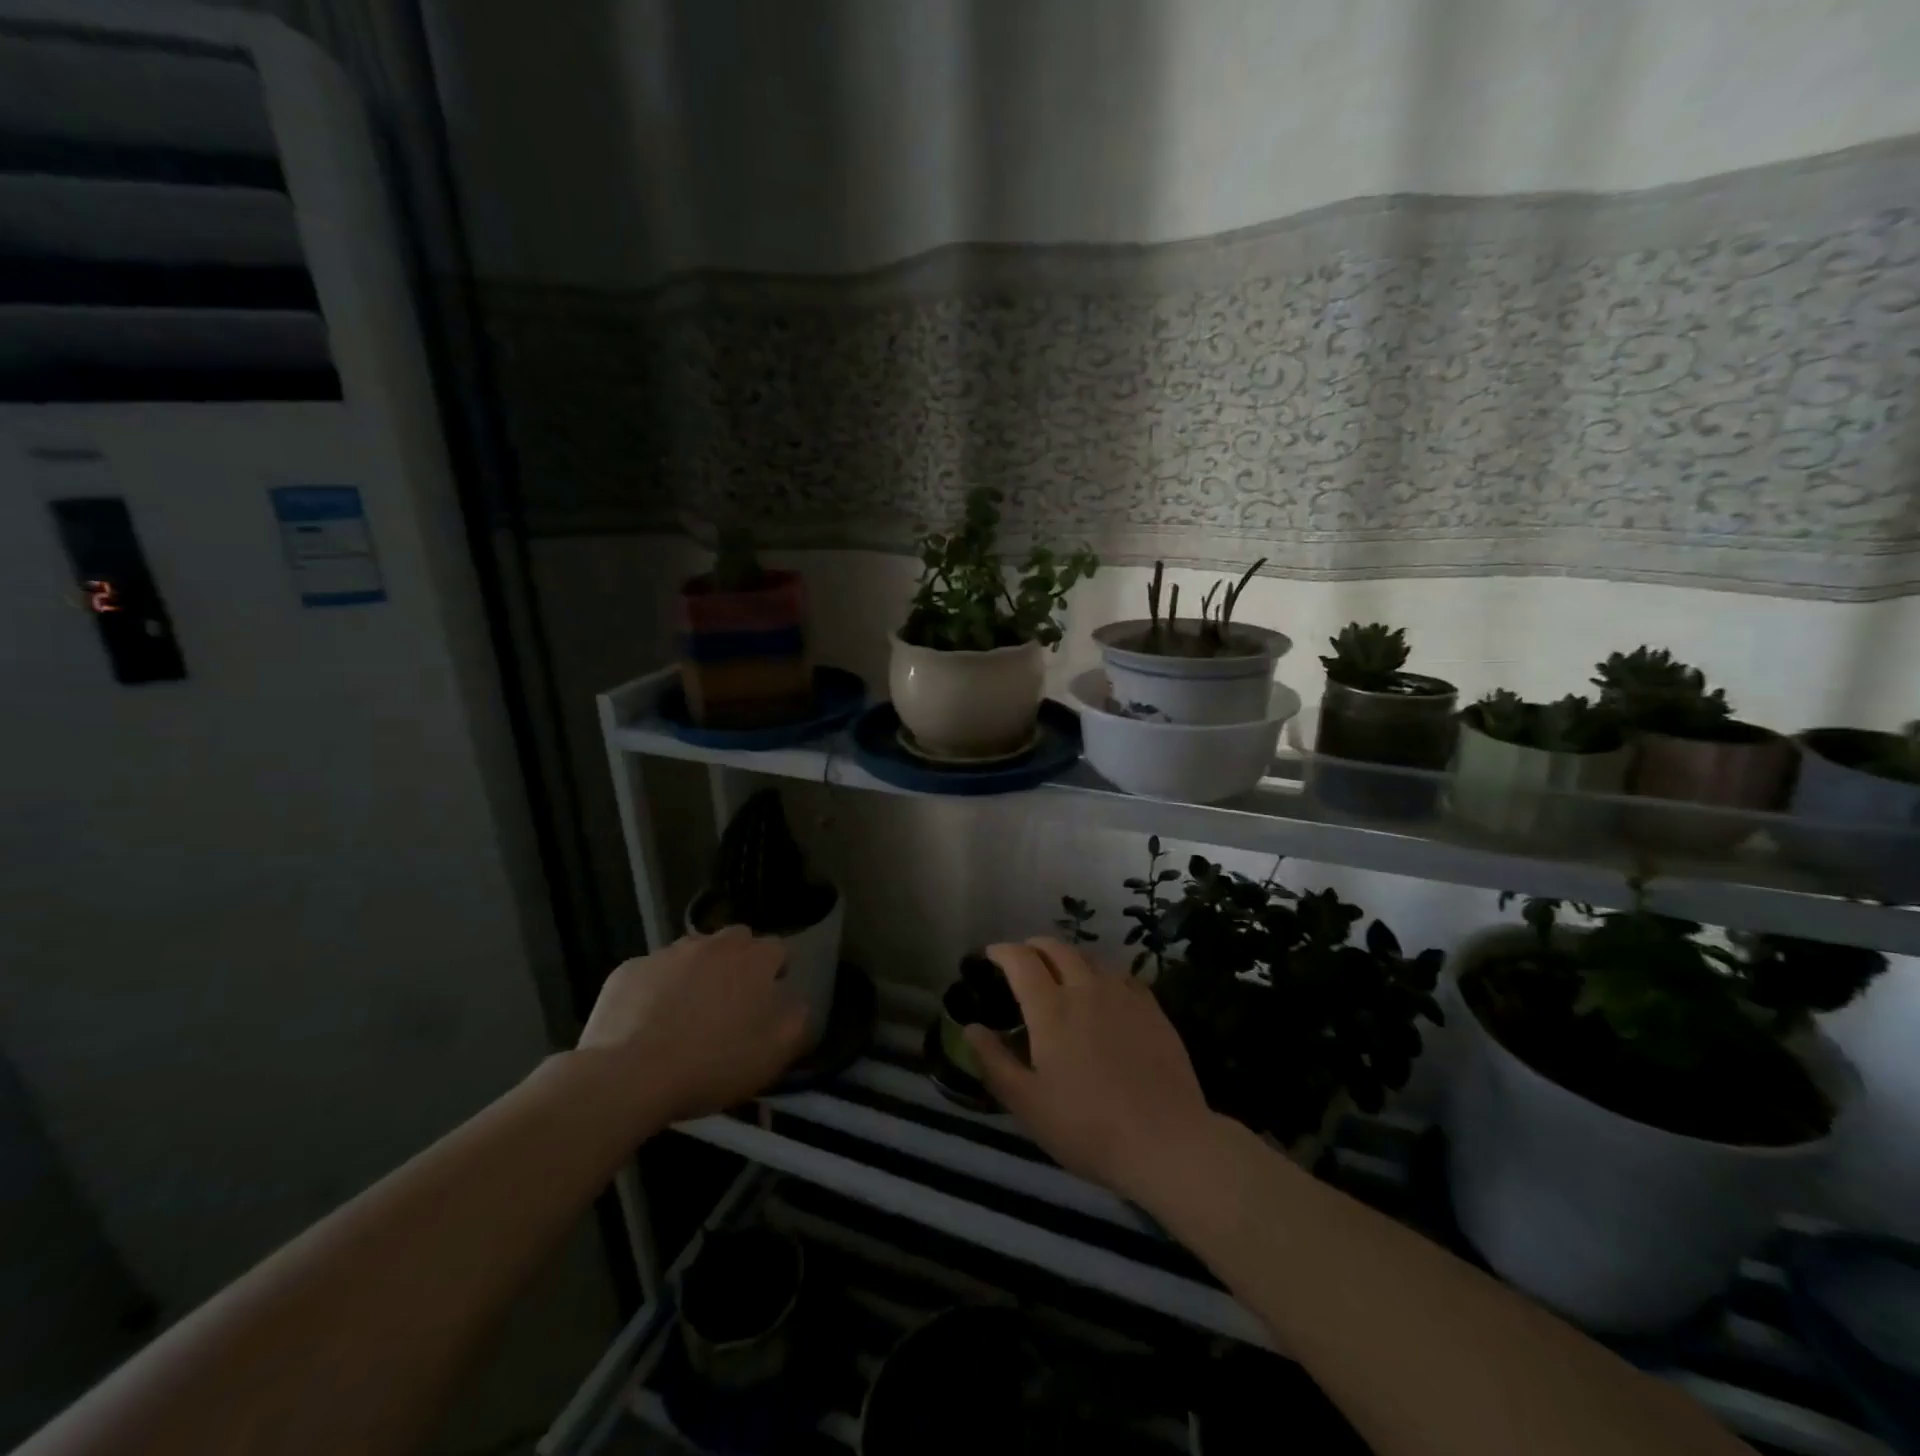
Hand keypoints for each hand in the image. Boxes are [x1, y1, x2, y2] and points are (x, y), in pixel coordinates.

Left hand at [577, 927, 808, 1124]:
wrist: (629, 1074)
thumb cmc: (715, 1061)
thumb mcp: (778, 1050)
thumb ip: (798, 1018)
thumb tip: (795, 1003)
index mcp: (755, 958)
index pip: (778, 950)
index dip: (775, 974)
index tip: (766, 1004)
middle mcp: (714, 943)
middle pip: (736, 942)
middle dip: (737, 964)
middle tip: (729, 1005)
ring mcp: (668, 953)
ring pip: (692, 954)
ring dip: (696, 974)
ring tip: (686, 1016)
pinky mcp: (629, 969)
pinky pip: (652, 974)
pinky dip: (655, 990)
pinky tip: (647, 1024)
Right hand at [967, 938, 1213, 1205]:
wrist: (1166, 1141)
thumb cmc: (1087, 1127)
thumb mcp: (1027, 1104)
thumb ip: (994, 1062)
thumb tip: (970, 1028)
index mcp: (1051, 1008)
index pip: (1021, 960)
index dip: (1002, 951)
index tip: (990, 955)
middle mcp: (1086, 988)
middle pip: (1056, 948)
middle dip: (1034, 947)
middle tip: (1023, 960)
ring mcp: (1123, 995)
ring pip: (1090, 957)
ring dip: (1067, 956)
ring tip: (1060, 972)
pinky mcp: (1152, 1008)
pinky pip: (1121, 975)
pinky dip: (1101, 973)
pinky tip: (1104, 991)